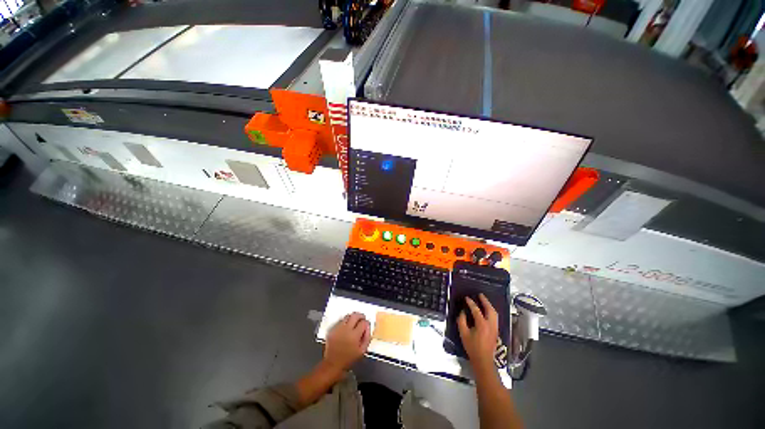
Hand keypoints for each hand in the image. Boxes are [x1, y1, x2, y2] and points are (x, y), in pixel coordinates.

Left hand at [323, 312, 371, 372]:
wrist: (332, 364)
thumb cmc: (349, 359)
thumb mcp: (362, 351)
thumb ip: (367, 337)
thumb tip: (368, 327)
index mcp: (354, 335)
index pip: (363, 322)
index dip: (366, 323)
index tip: (366, 325)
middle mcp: (346, 329)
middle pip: (355, 315)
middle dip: (360, 316)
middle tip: (362, 319)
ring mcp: (338, 328)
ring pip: (347, 316)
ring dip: (352, 318)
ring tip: (354, 322)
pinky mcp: (332, 329)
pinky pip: (340, 321)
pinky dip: (345, 322)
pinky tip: (346, 327)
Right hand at [457, 294, 498, 370]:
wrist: (483, 361)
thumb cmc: (472, 347)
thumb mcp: (463, 334)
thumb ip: (462, 321)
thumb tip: (463, 312)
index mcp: (482, 324)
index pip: (476, 310)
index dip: (471, 303)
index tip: (466, 298)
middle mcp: (490, 324)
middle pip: (490, 310)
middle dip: (485, 301)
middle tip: (480, 295)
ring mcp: (495, 328)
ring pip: (495, 314)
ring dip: (489, 306)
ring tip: (484, 301)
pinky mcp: (496, 331)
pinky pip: (495, 318)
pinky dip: (491, 311)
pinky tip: (487, 311)